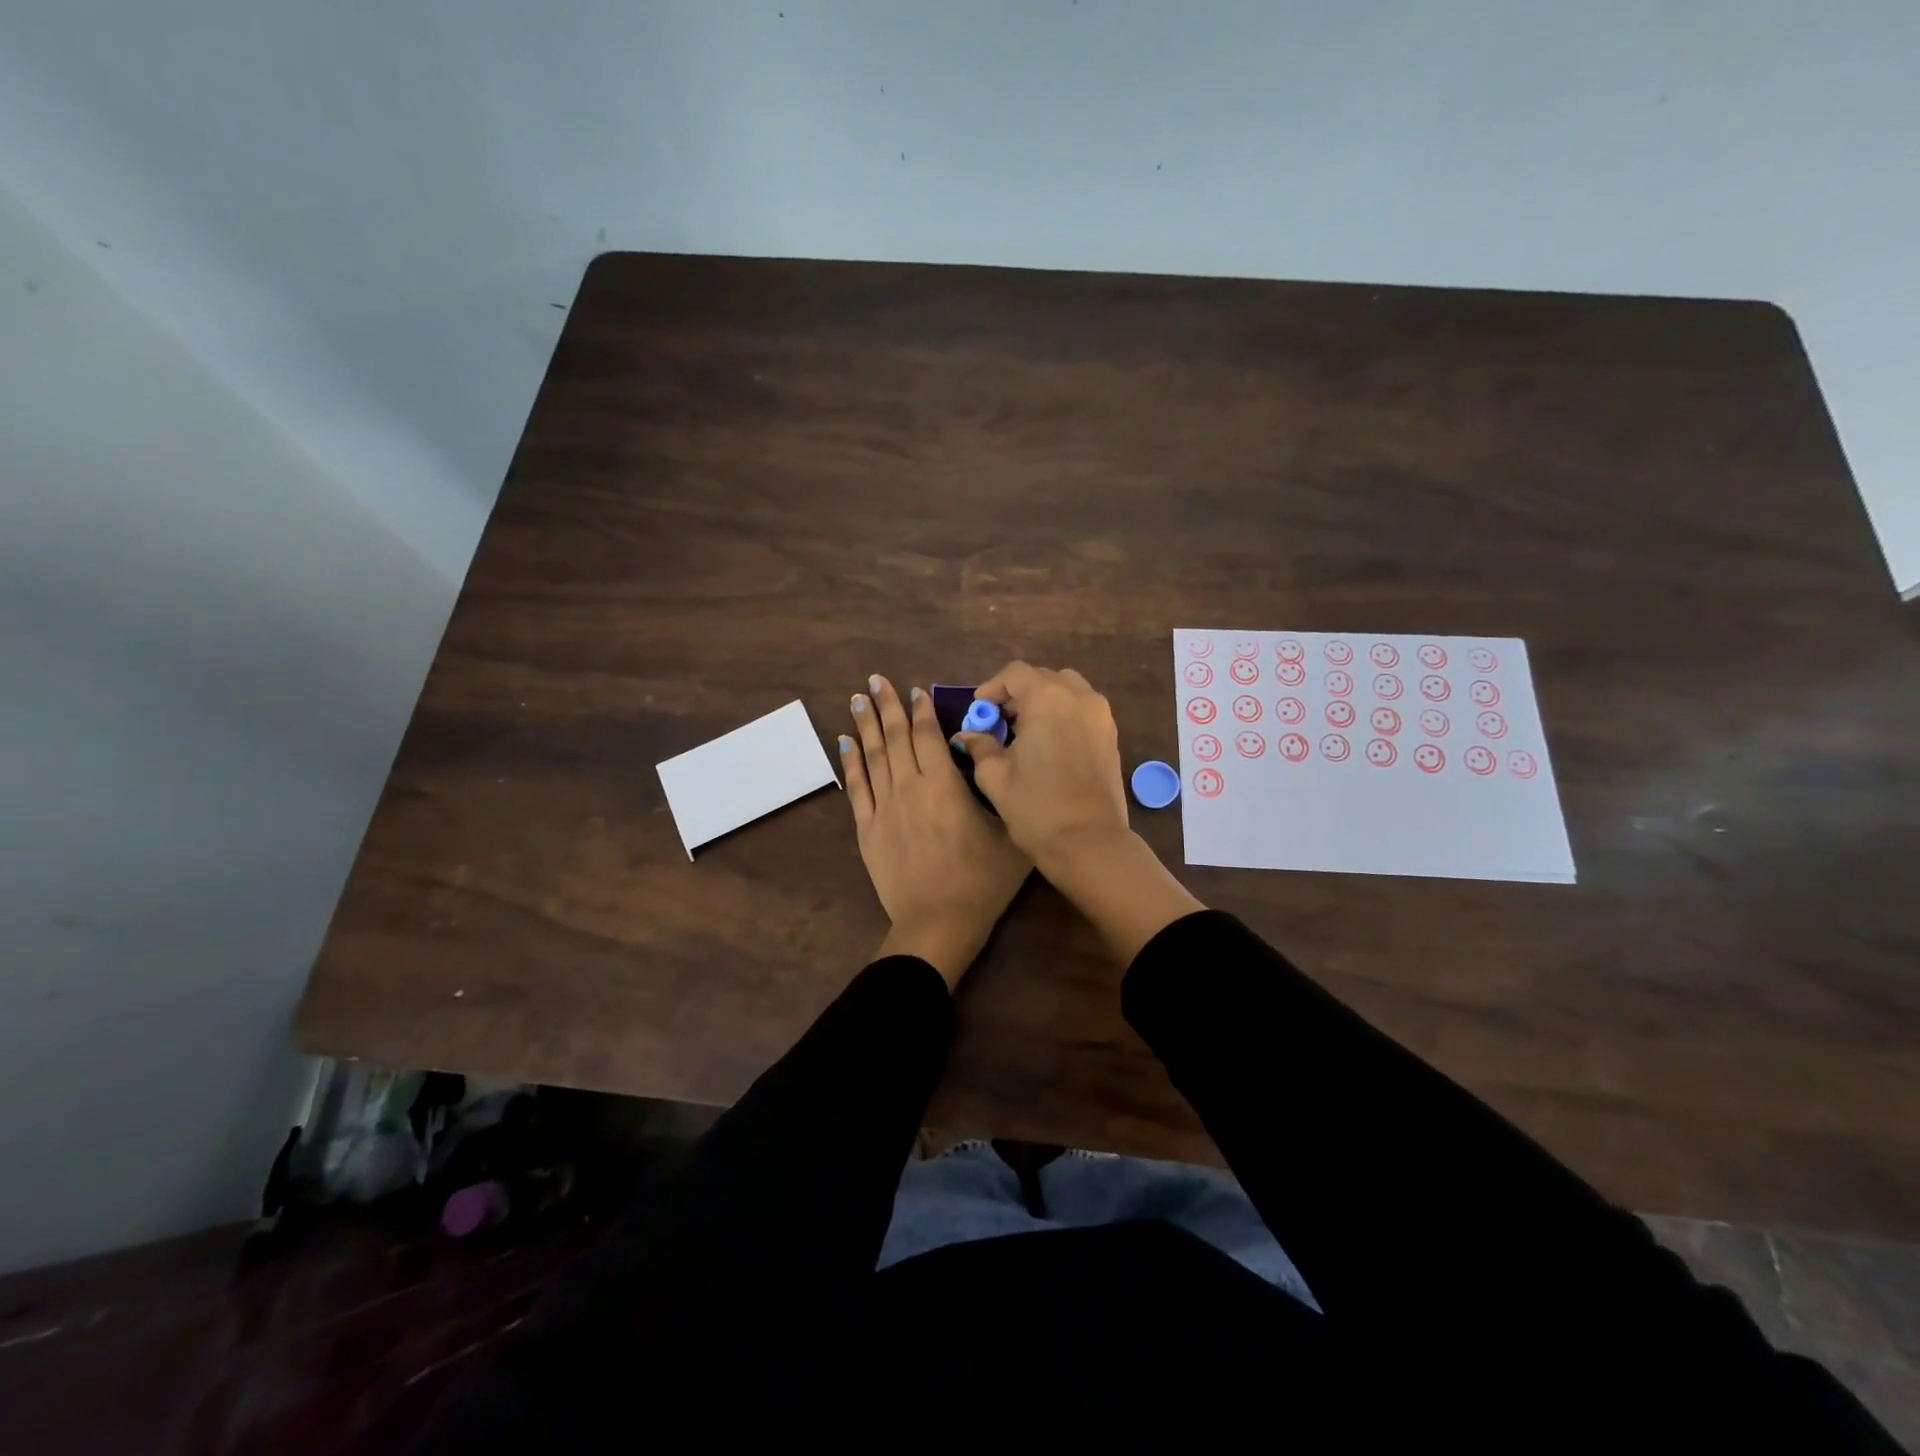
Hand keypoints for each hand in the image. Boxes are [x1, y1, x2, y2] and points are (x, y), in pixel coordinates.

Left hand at [843, 675, 1031, 988]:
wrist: (938, 924)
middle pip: (894, 738)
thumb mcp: (1011, 834)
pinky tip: (843, 742)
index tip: (915, 690)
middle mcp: (909, 787)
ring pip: (872, 756)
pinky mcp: (867, 830)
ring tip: (857, 699)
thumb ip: (1002, 793)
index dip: (921, 710)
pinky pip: (856, 788)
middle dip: (887, 706)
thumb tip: (996, 761)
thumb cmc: (982, 881)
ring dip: (864, 725)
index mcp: (944, 785)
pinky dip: (850, 762)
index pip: (928, 736)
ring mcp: (884, 808)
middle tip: (876, 680)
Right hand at [952, 662, 1130, 865]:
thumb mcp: (996, 776)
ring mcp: (1100, 715)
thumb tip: (968, 735)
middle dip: (1018, 694)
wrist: (1089, 842)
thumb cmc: (1036, 807)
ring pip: (1067, 690)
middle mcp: (1079, 697)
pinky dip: (1062, 714)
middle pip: (1043, 678)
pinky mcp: (1111, 735)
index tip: (979, 710)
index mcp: (1048, 699)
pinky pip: (1082, 709)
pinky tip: (1047, 743)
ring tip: (1024, 730)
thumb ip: (980, 747)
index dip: (993, 687)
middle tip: (999, 721)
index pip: (1016, 673)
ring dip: (1043, 701)